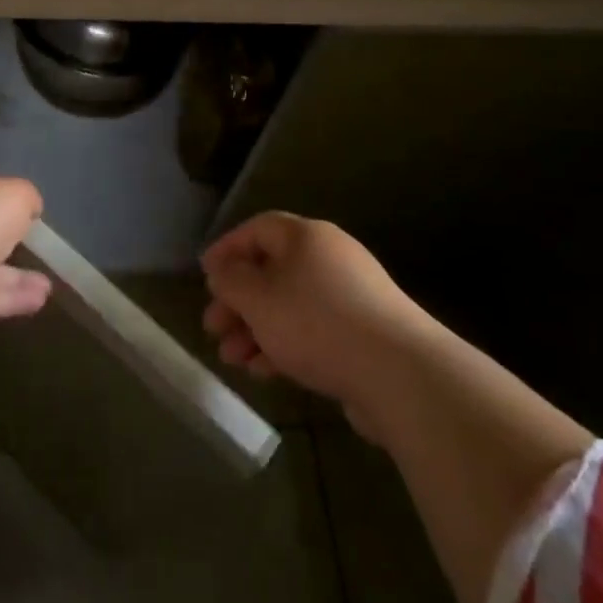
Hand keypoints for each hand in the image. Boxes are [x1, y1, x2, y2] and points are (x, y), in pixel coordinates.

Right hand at [202, 211, 431, 438]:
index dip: (227, 249)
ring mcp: (350, 296)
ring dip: (256, 329)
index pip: (257, 229)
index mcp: (306, 236)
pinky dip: (285, 345)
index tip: (204, 277)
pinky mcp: (362, 334)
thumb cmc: (316, 323)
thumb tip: (220, 268)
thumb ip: (231, 280)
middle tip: (213, 328)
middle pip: (272, 270)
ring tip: (232, 359)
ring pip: (290, 305)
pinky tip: (265, 372)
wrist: (398, 373)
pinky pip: (312, 330)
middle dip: (238, 300)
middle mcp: (329, 257)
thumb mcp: (259, 298)